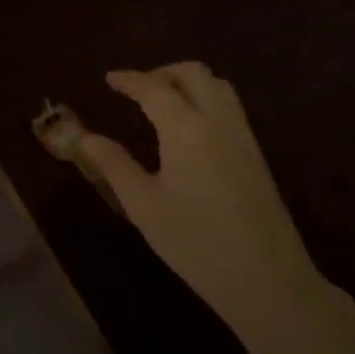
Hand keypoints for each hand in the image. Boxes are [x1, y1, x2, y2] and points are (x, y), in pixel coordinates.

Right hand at [78, 62, 329, 335]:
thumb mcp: (143, 206)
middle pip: (194, 74)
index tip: (109, 78)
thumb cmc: (196, 243)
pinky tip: (190, 127)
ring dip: (188, 82)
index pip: (153, 88)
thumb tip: (86, 137)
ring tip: (163, 101)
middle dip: (162, 72)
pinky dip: (206, 99)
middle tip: (137, 89)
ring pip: (218, 86)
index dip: (129, 79)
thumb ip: (114, 165)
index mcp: (185, 129)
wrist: (268, 281)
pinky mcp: (257, 156)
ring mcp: (243, 137)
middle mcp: (217, 122)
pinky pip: (230, 108)